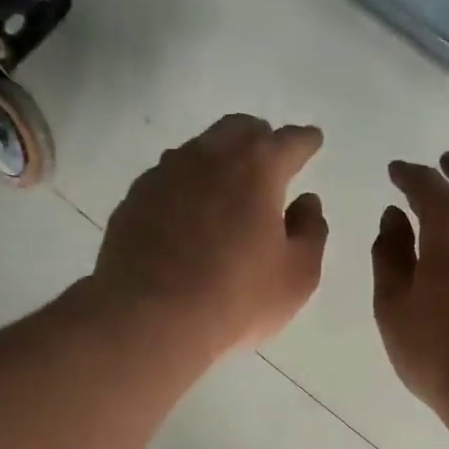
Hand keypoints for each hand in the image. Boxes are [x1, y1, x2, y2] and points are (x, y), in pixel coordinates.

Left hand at [91, 114, 327, 357]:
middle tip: (270, 161)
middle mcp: (209, 157)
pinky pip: (169, 177)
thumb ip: (310, 231)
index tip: (312, 141)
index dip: (305, 141)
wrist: (149, 319)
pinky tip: (188, 213)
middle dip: (260, 139)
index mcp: (257, 168)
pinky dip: (187, 185)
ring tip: (227, 187)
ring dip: (220, 159)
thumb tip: (306, 202)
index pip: (289, 140)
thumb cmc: (236, 298)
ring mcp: (165, 174)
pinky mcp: (135, 198)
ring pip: (200, 149)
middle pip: (239, 129)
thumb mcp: (297, 275)